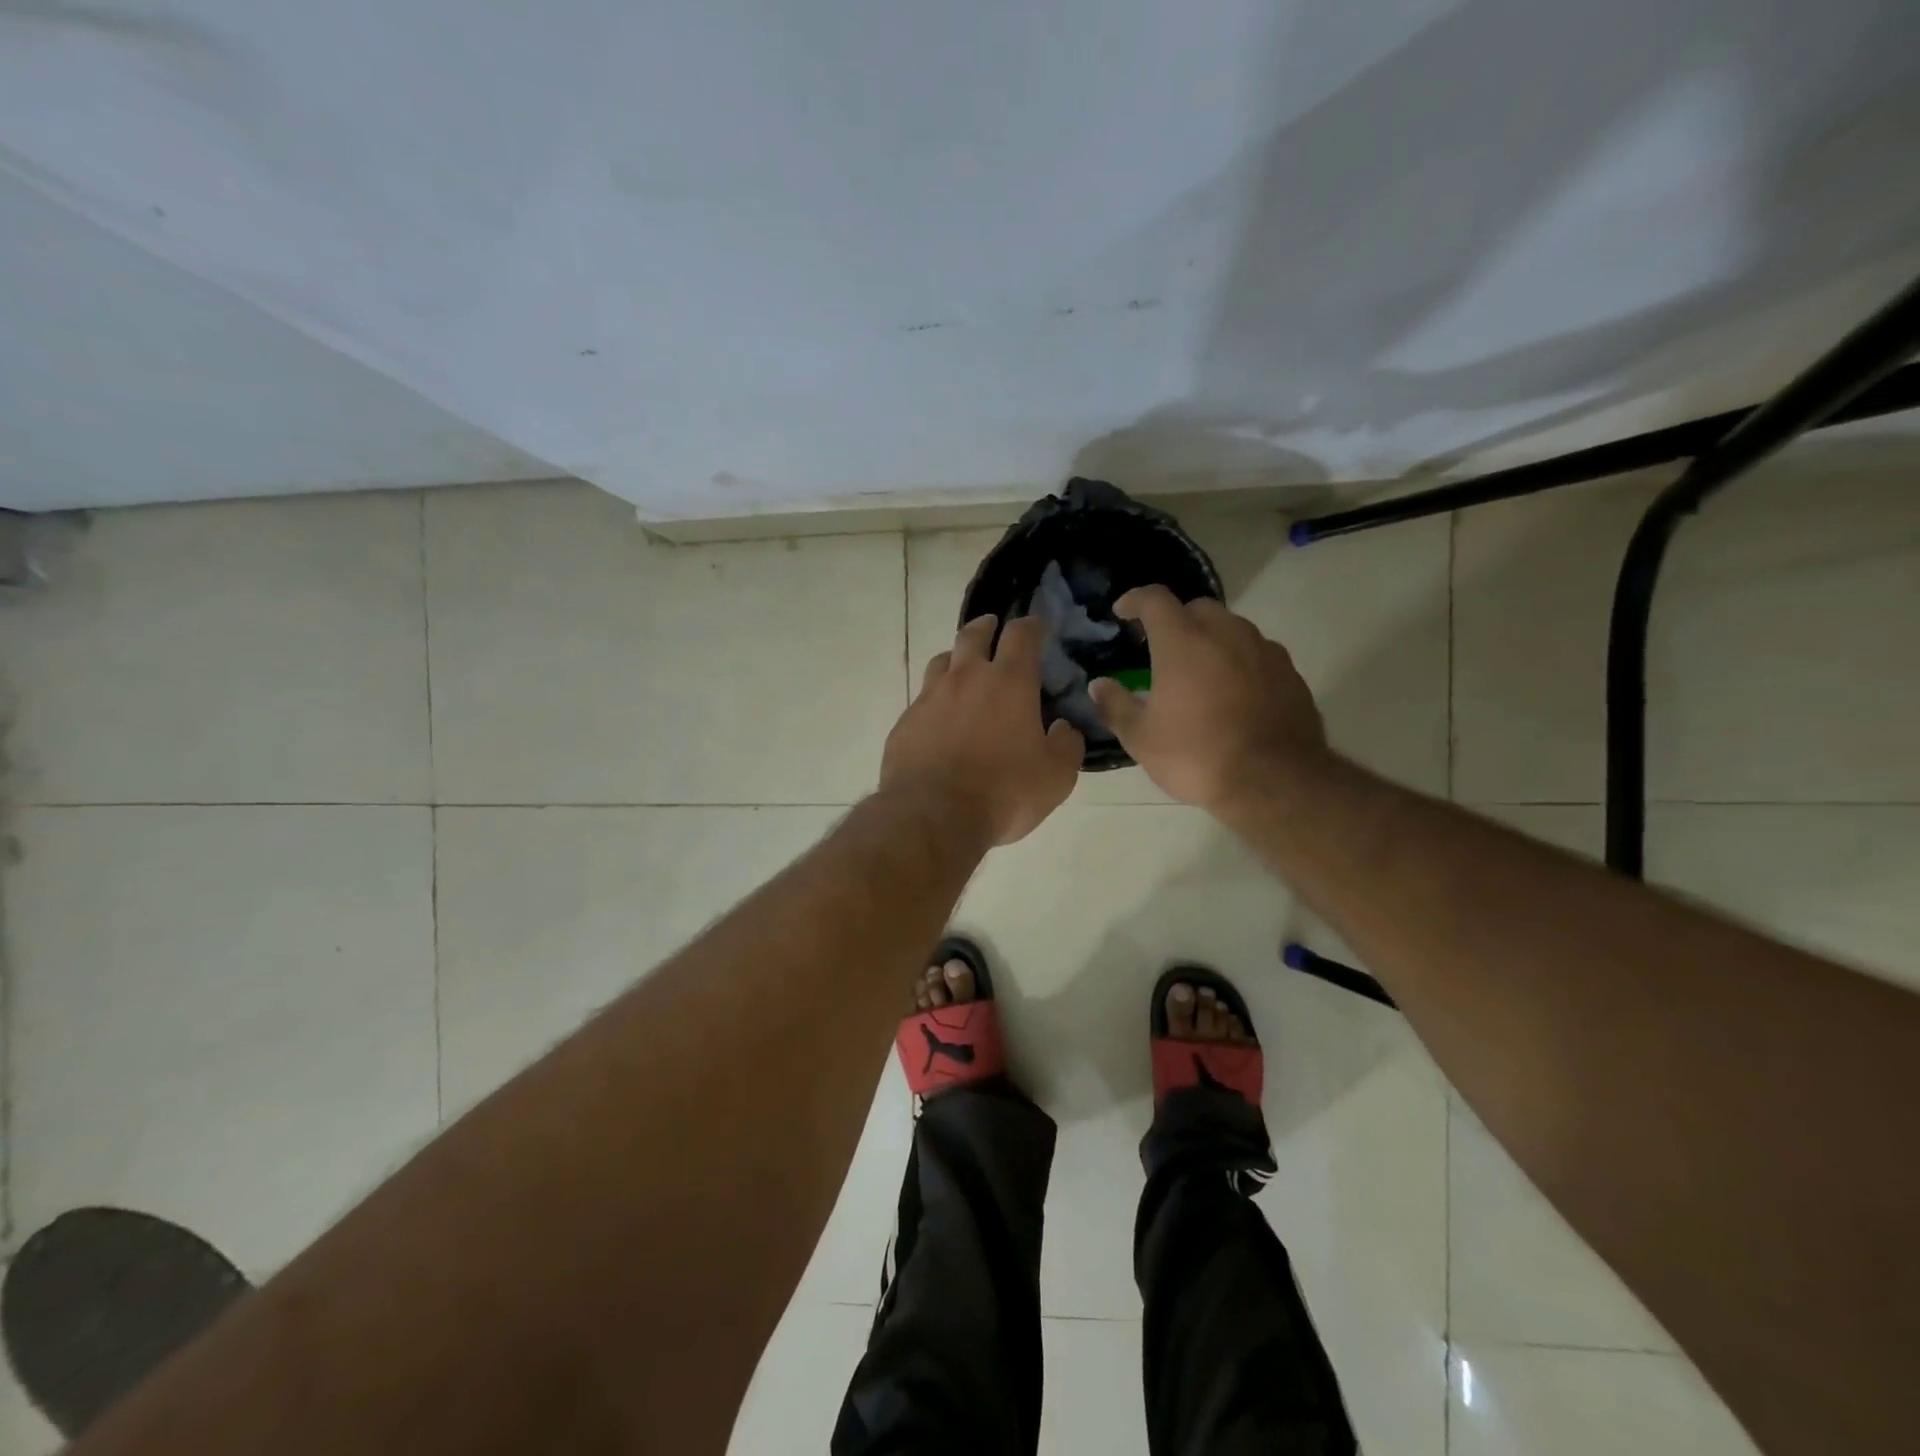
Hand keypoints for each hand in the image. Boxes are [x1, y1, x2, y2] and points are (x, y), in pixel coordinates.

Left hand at [881, 615, 1084, 845]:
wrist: (933, 816)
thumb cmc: (1003, 792)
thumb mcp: (1056, 776)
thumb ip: (1067, 745)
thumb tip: (1063, 728)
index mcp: (1009, 682)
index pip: (1022, 635)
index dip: (1031, 626)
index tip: (1035, 627)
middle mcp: (966, 678)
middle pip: (973, 634)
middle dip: (986, 627)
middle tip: (992, 628)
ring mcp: (930, 698)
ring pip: (942, 661)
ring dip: (956, 659)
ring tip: (963, 669)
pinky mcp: (905, 722)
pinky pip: (922, 700)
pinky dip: (935, 701)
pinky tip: (939, 720)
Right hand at [1087, 586, 1326, 812]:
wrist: (1274, 781)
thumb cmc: (1196, 755)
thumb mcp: (1141, 738)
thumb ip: (1116, 706)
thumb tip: (1099, 685)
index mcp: (1183, 642)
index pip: (1155, 599)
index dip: (1135, 600)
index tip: (1122, 611)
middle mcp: (1226, 633)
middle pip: (1197, 608)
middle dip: (1176, 619)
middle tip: (1162, 646)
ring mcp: (1263, 650)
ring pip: (1232, 627)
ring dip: (1211, 639)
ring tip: (1200, 670)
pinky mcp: (1289, 672)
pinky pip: (1258, 652)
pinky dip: (1240, 661)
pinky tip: (1234, 691)